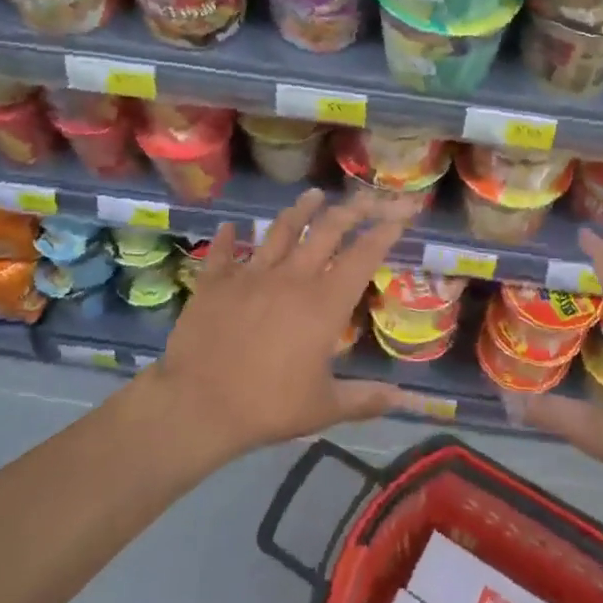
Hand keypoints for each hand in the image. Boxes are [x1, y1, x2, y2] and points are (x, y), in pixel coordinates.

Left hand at [143, 188, 415, 461]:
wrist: (198, 404)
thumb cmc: (268, 406)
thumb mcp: (324, 408)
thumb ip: (366, 399)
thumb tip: (404, 399)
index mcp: (324, 303)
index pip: (364, 255)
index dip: (386, 231)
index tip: (402, 213)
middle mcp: (292, 277)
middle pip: (327, 230)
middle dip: (352, 209)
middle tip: (367, 197)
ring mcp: (251, 274)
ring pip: (281, 230)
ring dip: (300, 210)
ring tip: (313, 195)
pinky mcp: (216, 281)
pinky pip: (224, 251)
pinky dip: (229, 237)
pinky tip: (232, 226)